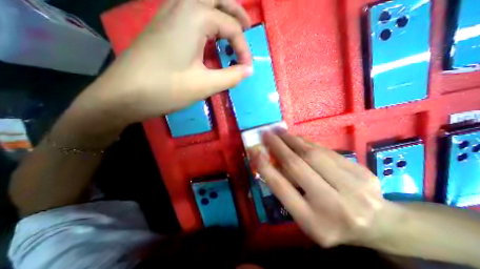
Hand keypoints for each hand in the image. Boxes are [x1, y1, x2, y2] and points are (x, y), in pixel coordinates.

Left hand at [77, 0, 252, 124]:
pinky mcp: (162, 27)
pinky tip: (208, 39)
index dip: (244, 49)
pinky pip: (189, 14)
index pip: (231, 27)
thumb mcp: (205, 85)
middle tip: (248, 28)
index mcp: (194, 17)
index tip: (246, 69)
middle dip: (236, 11)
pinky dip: (205, 22)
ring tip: (231, 33)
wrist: (124, 94)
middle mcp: (181, 6)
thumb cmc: (167, 89)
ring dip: (220, 13)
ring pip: (201, 2)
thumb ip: (231, 77)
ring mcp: (167, 14)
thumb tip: (248, 70)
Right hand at [252, 130, 403, 247]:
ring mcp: (353, 187)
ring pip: (312, 154)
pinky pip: (325, 151)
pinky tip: (296, 137)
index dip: (265, 167)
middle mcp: (333, 205)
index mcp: (313, 222)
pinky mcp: (361, 171)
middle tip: (265, 134)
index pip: (282, 188)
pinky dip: (307, 142)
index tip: (254, 151)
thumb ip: (287, 190)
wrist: (378, 225)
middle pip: (297, 166)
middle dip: (277, 146)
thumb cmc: (331, 222)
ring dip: (291, 139)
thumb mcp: (304, 215)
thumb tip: (270, 162)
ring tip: (278, 131)